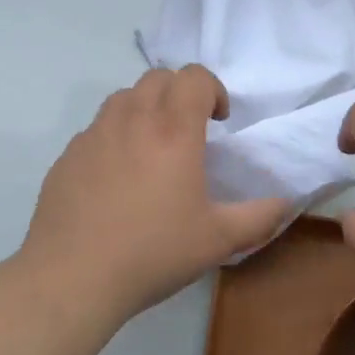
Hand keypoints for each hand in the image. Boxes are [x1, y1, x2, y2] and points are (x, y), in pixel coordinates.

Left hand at [23, 66, 294, 322]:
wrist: (72, 278)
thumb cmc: (152, 253)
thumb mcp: (218, 240)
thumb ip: (259, 217)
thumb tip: (286, 202)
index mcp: (173, 131)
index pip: (194, 76)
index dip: (212, 89)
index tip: (218, 121)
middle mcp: (132, 120)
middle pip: (158, 78)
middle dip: (180, 93)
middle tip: (189, 130)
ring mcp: (95, 135)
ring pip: (124, 97)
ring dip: (146, 108)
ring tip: (152, 147)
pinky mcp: (68, 155)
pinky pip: (97, 128)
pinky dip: (114, 135)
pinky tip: (117, 177)